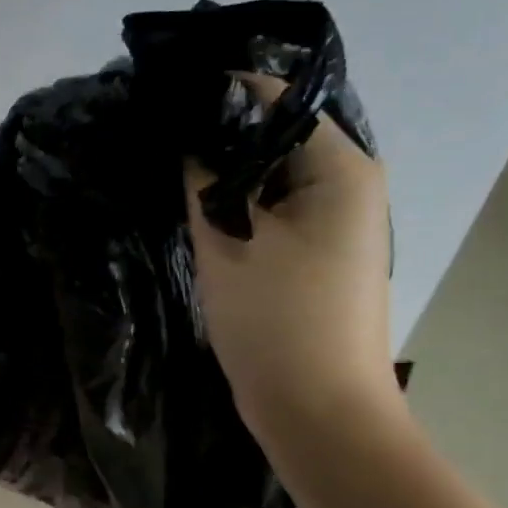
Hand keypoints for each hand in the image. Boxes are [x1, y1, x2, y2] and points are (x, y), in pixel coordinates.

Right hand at [185, 76, 396, 436]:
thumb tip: (188, 133)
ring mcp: (335, 222)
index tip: (164, 100)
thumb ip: (205, 178)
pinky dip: (239, 204)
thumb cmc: (278, 321)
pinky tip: (196, 207)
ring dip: (226, 172)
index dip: (220, 95)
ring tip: (167, 166)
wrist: (318, 411)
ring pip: (271, 176)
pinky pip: (273, 209)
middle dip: (220, 135)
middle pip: (277, 136)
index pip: (278, 100)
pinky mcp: (315, 253)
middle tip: (157, 135)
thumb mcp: (229, 241)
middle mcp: (349, 185)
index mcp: (342, 168)